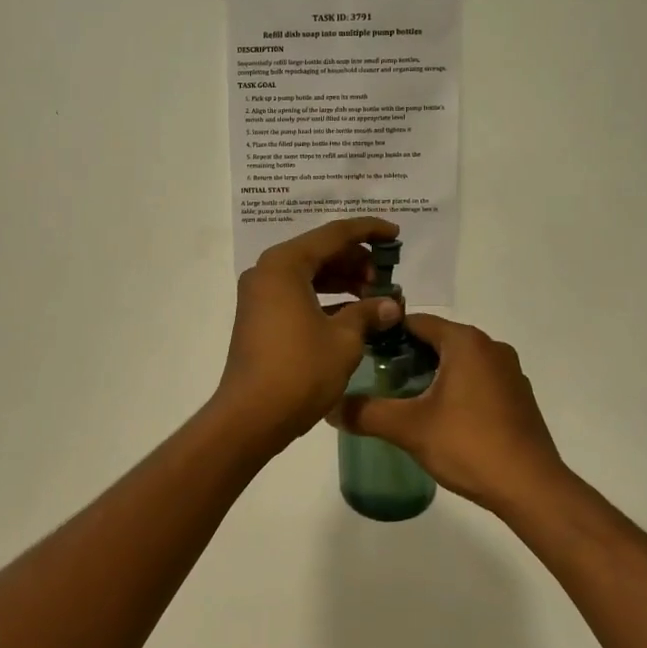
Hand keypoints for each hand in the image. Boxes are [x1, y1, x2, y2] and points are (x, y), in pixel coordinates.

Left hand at [212, 217, 405, 447]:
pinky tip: (353, 313)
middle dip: (356, 261)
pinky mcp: (260, 317)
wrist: (251, 416)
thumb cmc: (300, 370)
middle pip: (319, 252)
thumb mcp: (343, 339)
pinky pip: (298, 294)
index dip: (368, 231)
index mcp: (285, 264)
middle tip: (387, 277)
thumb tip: (391, 305)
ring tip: (375, 296)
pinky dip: (325, 298)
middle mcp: (268, 271)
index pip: (334, 234)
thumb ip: (368, 313)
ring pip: (309, 274)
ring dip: (342, 280)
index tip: (395, 234)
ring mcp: (260, 295)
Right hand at [332, 315, 572, 513]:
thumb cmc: (469, 445)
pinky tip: (441, 417)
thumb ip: (366, 413)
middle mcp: (491, 347)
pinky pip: (478, 380)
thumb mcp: (409, 428)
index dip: (387, 333)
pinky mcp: (519, 397)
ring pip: (459, 361)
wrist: (531, 488)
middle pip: (438, 340)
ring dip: (432, 373)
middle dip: (408, 356)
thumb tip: (330, 407)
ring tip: (404, 399)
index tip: (362, 351)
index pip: (417, 321)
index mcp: (466, 342)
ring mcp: (509, 372)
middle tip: (378, 379)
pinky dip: (456, 388)